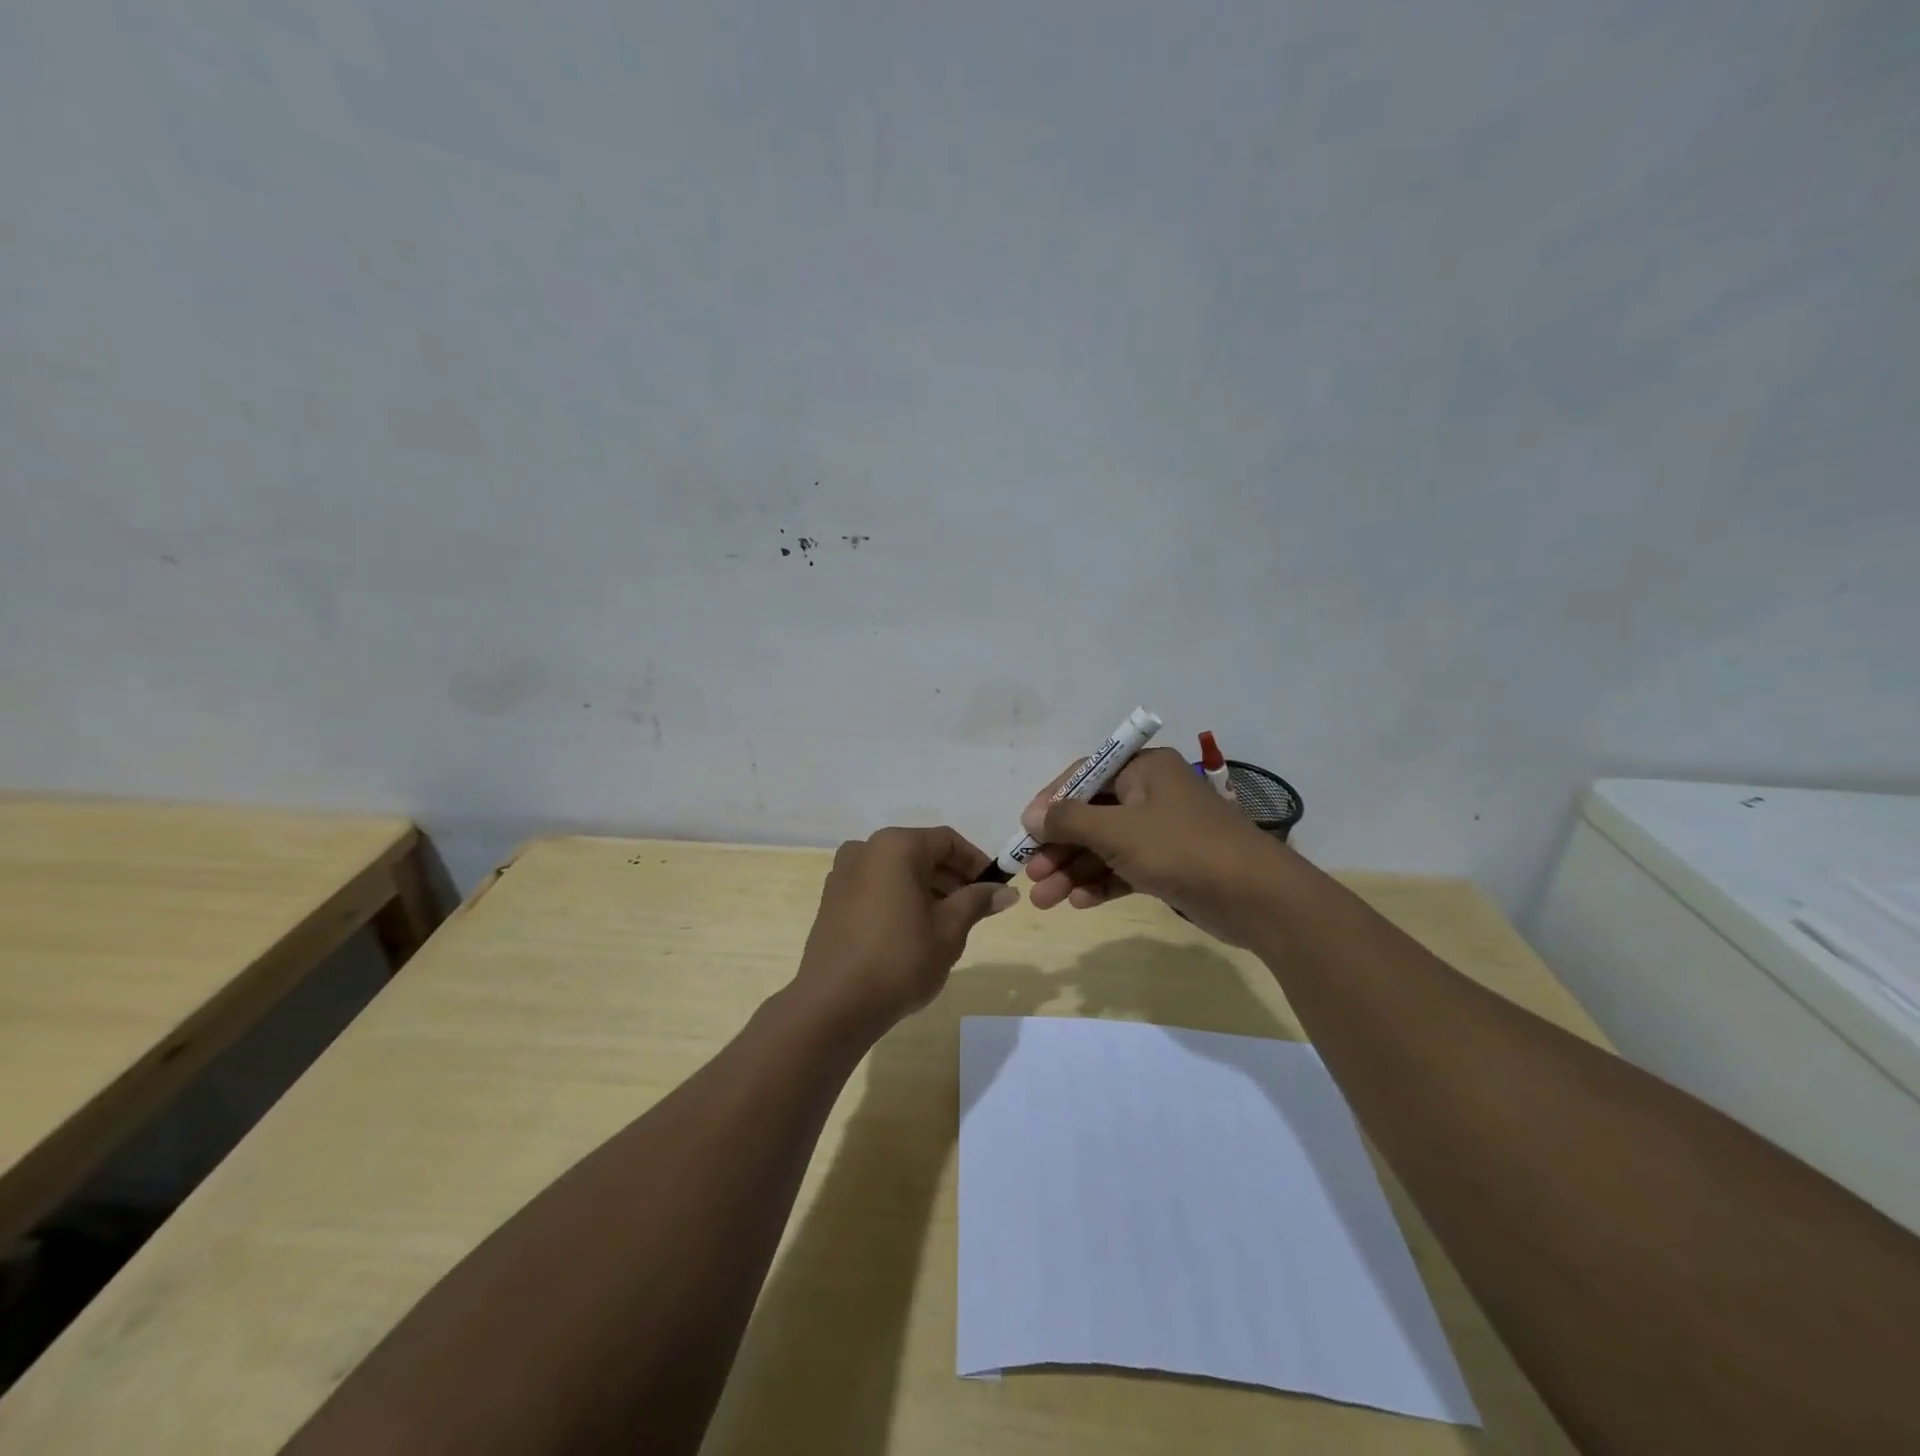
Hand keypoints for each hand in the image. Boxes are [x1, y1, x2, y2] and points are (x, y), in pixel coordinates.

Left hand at [794, 826, 1018, 1041]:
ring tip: (949, 924)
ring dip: (927, 889)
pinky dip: (900, 898)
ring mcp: (843, 874)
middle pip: (920, 853)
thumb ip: (977, 901)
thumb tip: (1006, 891)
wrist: (834, 1004)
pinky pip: (876, 887)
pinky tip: (914, 931)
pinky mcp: (832, 900)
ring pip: (897, 871)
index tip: (995, 889)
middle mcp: (865, 849)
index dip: (977, 862)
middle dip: (952, 877)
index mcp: (895, 846)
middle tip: (976, 909)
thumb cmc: (900, 959)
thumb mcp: (949, 929)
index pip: (947, 841)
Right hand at [1020, 747, 1290, 945]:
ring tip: (1044, 900)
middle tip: (1030, 874)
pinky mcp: (1170, 864)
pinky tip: (1079, 902)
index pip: (1084, 776)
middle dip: (1059, 847)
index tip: (1024, 831)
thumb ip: (1070, 821)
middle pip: (1092, 816)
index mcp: (1144, 769)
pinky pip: (1125, 868)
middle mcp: (1151, 793)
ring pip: (1105, 846)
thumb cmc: (1182, 849)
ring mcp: (1162, 831)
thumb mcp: (1118, 831)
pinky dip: (1101, 882)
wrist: (1256, 897)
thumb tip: (1031, 814)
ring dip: (1074, 871)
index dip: (1050, 803)